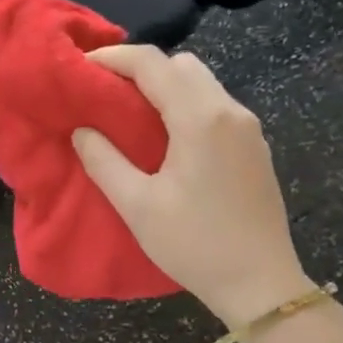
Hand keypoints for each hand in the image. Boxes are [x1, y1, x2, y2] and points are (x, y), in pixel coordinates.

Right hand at [72, 47, 309, 324]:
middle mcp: (230, 111)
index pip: (152, 63)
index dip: (113, 58)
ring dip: (165, 87)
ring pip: (202, 83)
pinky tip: (166, 138)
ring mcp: (248, 128)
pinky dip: (185, 105)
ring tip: (131, 116)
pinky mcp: (255, 147)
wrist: (261, 284)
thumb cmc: (194, 244)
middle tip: (106, 94)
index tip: (81, 68)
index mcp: (200, 119)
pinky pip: (215, 106)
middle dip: (141, 69)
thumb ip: (104, 161)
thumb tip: (82, 130)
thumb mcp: (137, 206)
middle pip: (182, 64)